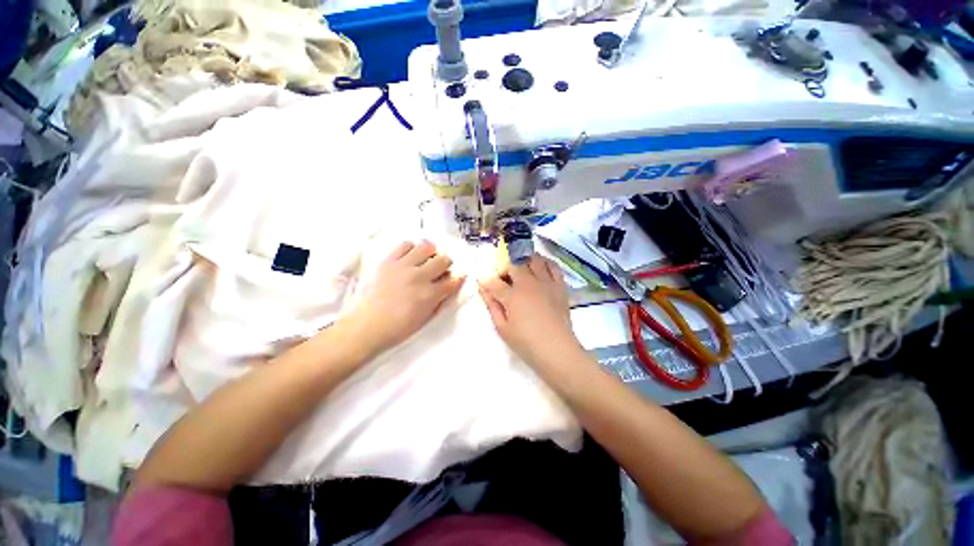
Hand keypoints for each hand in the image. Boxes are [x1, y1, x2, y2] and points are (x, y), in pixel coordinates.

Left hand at [343, 241, 464, 358]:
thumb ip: (439, 300)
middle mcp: (419, 277)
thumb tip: (447, 287)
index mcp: (430, 295)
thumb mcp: (425, 318)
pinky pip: (405, 245)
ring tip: (426, 258)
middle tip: (441, 268)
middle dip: (446, 263)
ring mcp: (403, 267)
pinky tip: (410, 256)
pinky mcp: (388, 261)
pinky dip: (412, 248)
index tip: (457, 277)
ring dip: (431, 252)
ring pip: (426, 247)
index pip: (453, 280)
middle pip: (443, 259)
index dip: (458, 277)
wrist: (366, 326)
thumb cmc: (398, 327)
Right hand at [478, 255, 585, 369]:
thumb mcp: (502, 327)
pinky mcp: (560, 286)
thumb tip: (483, 288)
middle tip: (504, 281)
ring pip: (534, 260)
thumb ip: (492, 305)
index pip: (494, 282)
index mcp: (512, 295)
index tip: (484, 283)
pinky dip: (546, 263)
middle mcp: (529, 283)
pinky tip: (541, 268)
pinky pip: (554, 267)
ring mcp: (546, 283)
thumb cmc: (526, 342)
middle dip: (505, 269)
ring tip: (522, 270)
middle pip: (514, 265)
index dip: (486, 281)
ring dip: (525, 261)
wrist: (557, 350)